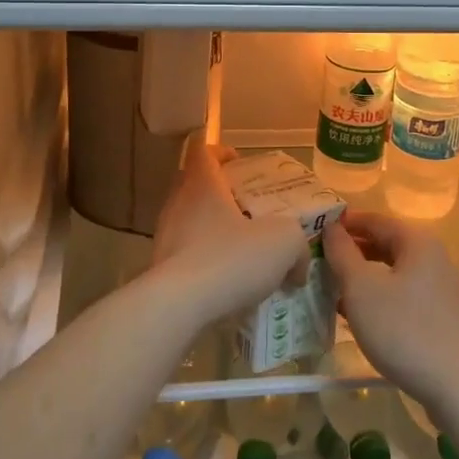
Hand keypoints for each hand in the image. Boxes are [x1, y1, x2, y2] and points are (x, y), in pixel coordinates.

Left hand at [141, 140, 308, 329]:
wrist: (177, 307)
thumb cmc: (229, 259)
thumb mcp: (283, 243)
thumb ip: (297, 246)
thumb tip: (298, 268)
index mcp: (202, 185)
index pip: (203, 151)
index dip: (222, 152)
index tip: (241, 165)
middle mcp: (178, 204)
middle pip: (196, 185)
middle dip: (223, 194)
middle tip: (251, 210)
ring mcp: (165, 236)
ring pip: (191, 222)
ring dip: (214, 231)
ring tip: (244, 252)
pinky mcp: (160, 268)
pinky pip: (186, 255)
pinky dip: (206, 261)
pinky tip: (227, 283)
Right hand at [324, 212, 458, 414]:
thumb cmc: (404, 330)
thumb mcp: (361, 288)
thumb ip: (342, 253)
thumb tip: (331, 228)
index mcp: (417, 241)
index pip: (373, 219)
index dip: (342, 224)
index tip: (313, 234)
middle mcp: (434, 257)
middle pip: (385, 244)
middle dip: (351, 252)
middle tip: (319, 263)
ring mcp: (442, 287)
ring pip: (393, 272)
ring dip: (363, 277)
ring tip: (332, 290)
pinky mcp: (444, 316)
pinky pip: (405, 295)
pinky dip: (381, 297)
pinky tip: (360, 316)